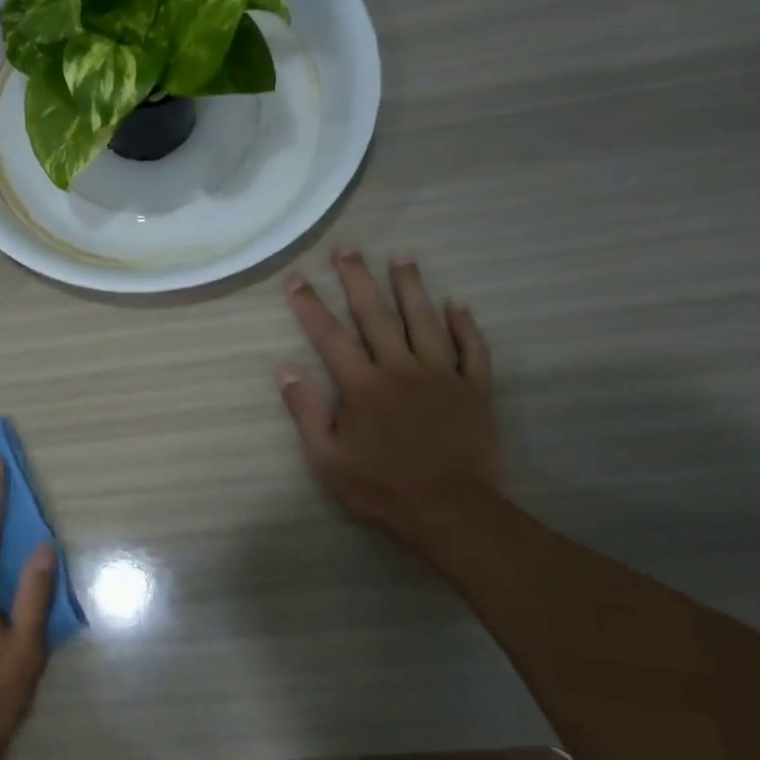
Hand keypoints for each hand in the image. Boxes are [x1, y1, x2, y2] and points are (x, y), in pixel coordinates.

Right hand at [278, 251, 500, 548]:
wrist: (450, 510)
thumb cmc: (380, 488)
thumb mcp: (327, 458)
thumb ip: (307, 411)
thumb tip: (285, 371)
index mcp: (363, 386)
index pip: (330, 336)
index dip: (310, 306)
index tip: (295, 279)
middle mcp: (401, 369)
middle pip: (377, 315)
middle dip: (358, 280)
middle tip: (347, 249)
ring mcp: (442, 375)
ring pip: (426, 320)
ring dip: (412, 287)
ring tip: (402, 257)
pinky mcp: (475, 389)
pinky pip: (472, 349)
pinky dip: (466, 326)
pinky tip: (458, 305)